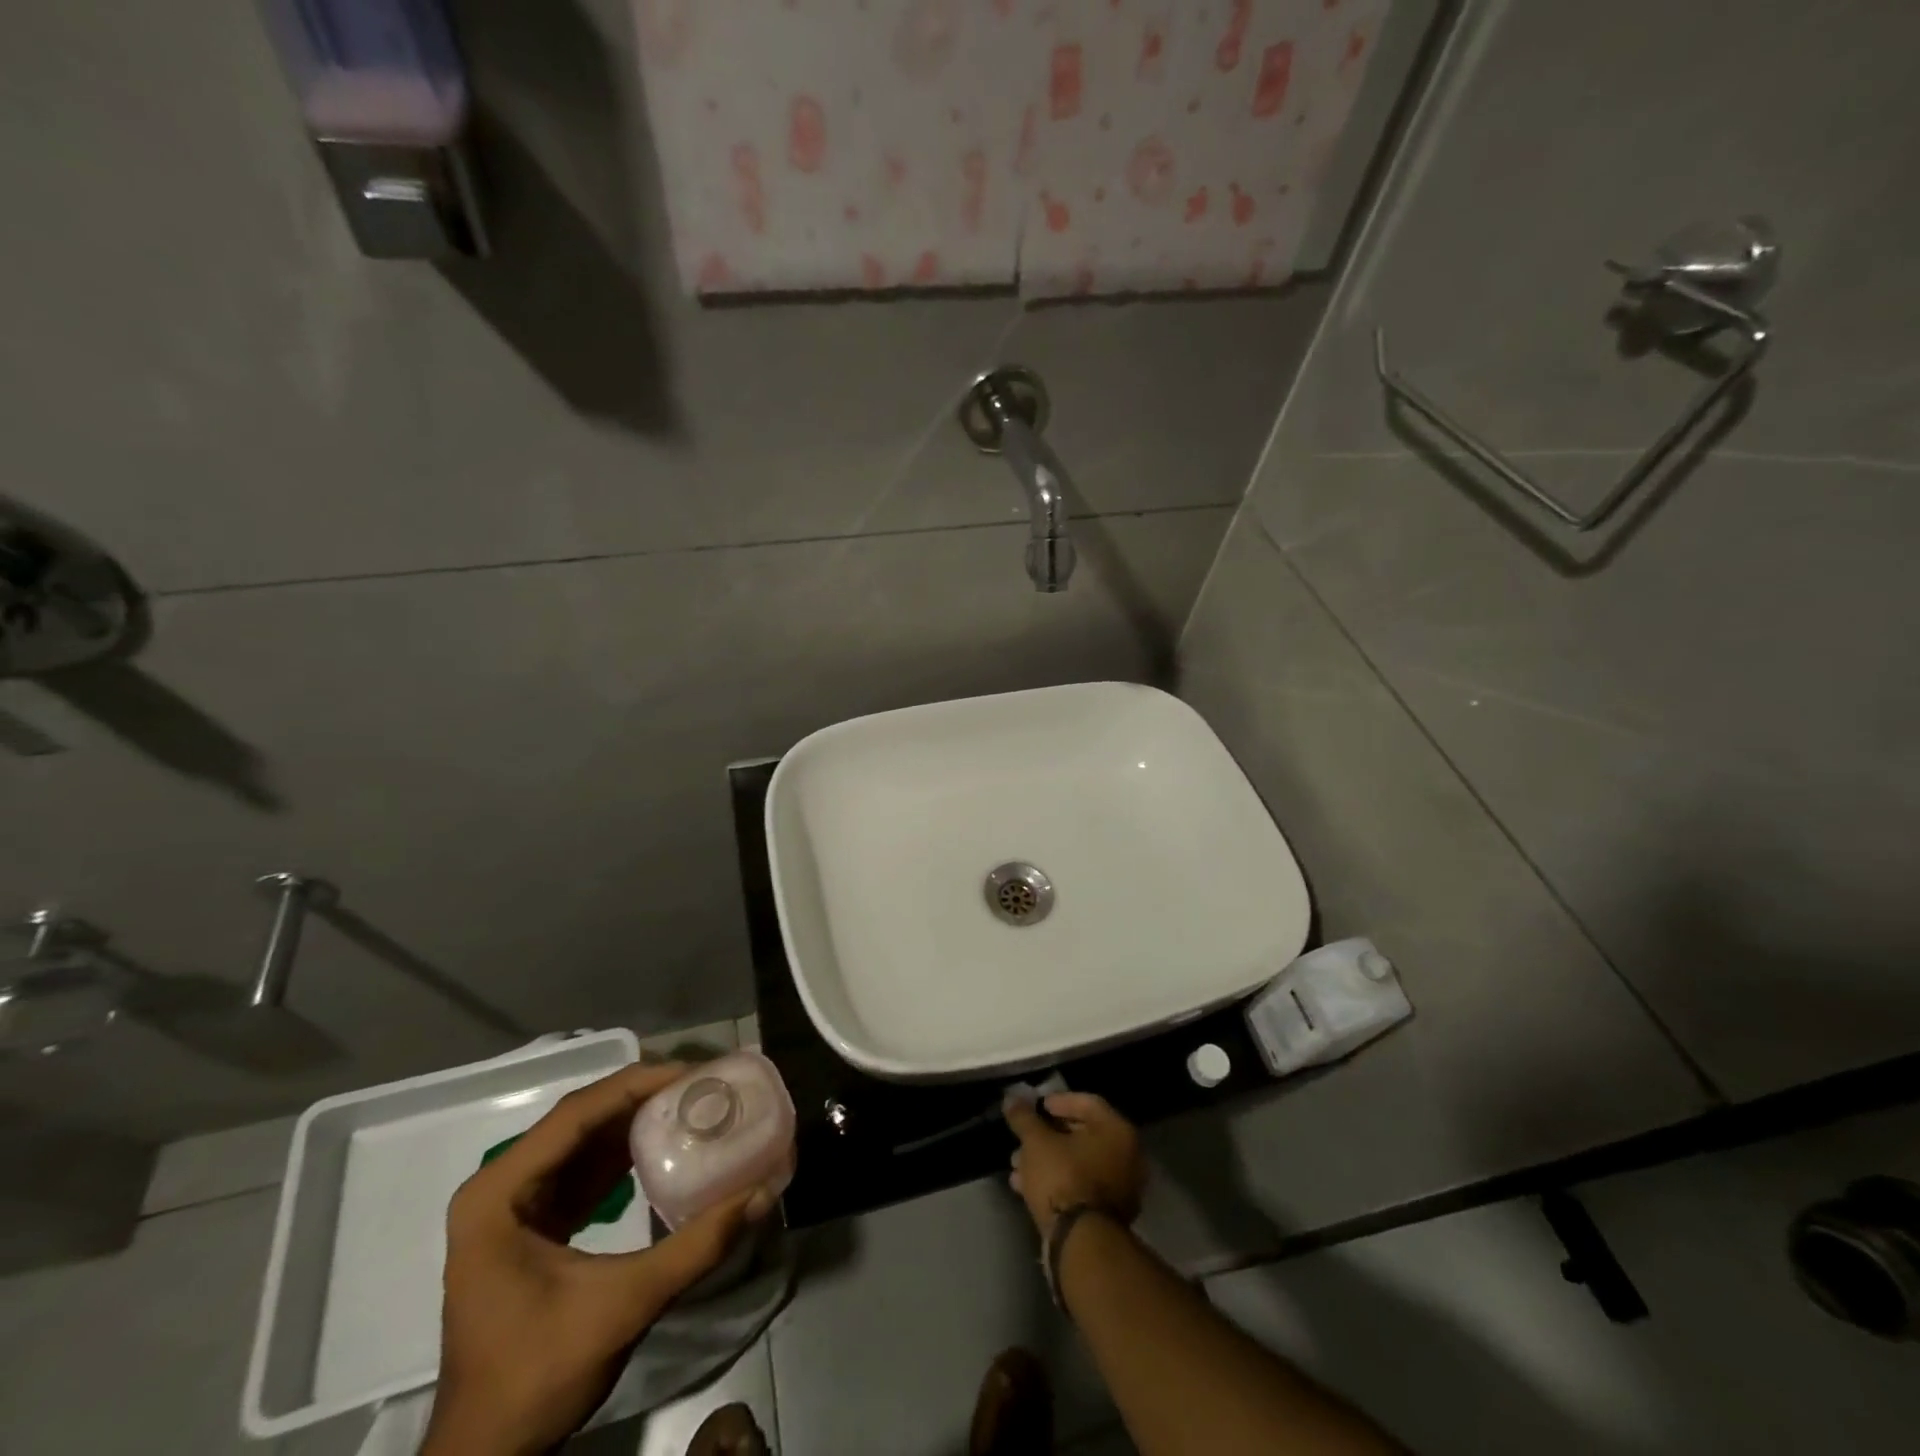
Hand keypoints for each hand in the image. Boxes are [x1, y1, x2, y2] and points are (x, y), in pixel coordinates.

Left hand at [422, 1063, 776, 1455]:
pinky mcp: (530, 1226)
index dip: (636, 1085)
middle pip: (580, 1120)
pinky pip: (582, 1170)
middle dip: (642, 1096)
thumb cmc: (536, 1377)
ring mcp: (511, 1206)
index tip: (692, 1072)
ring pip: (582, 1141)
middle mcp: (499, 1187)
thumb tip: (761, 1193)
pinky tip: (663, 1146)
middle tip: (700, 1083)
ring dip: (635, 1121)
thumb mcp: (622, 1306)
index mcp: (498, 1194)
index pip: (575, 1115)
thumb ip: (694, 1247)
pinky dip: (623, 1154)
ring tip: (691, 1103)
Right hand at [1003, 1092, 1145, 1237]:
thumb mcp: (1036, 1142)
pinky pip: (1080, 1186)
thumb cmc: (1063, 1178)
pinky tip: (1024, 1187)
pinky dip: (1056, 1182)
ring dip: (1046, 1160)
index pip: (1087, 1103)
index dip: (1058, 1101)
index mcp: (1117, 1131)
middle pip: (1082, 1134)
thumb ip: (1024, 1117)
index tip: (1036, 1107)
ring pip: (1078, 1163)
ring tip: (1016, 1164)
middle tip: (1023, 1136)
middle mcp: (1127, 1156)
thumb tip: (1011, 1098)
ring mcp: (1120, 1188)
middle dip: (1047, 1135)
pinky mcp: (1108, 1215)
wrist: (1080, 1244)